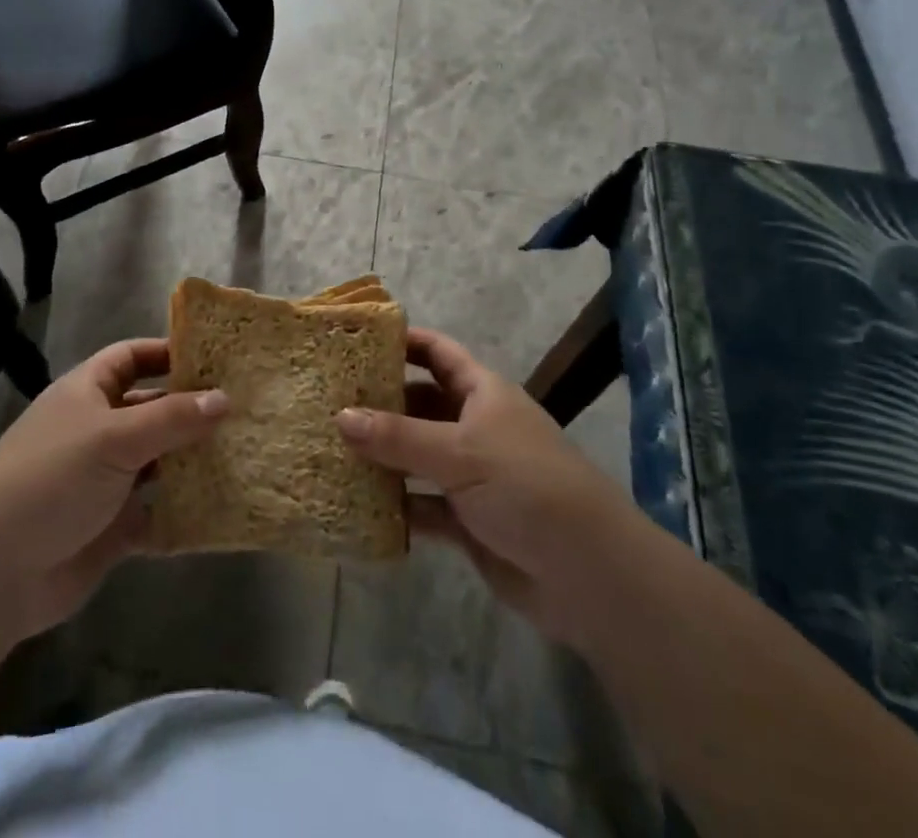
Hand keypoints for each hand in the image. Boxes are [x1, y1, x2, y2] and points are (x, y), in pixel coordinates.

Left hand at [0, 339, 227, 641]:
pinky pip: (157, 512)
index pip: (132, 357)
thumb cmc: (51, 479)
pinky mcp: (112, 527)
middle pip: (152, 409)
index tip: (216, 357)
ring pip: (159, 461)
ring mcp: (105, 479)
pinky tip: (222, 508)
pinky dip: (183, 511)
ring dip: (193, 460)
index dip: (168, 352)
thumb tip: (224, 398)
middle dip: (192, 409)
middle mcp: (98, 430)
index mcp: (88, 393)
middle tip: (246, 409)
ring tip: (246, 453)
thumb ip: (171, 418)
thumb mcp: (114, 437)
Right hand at [336, 328, 624, 643]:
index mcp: (483, 393)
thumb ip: (397, 436)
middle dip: (380, 403)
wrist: (589, 575)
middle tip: (328, 401)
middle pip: (420, 404)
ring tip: (330, 449)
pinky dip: (397, 506)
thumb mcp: (459, 452)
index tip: (357, 341)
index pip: (437, 352)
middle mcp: (476, 427)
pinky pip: (422, 505)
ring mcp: (472, 475)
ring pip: (417, 456)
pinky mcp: (469, 521)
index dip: (402, 342)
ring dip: (383, 456)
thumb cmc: (526, 487)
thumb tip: (339, 416)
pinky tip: (358, 504)